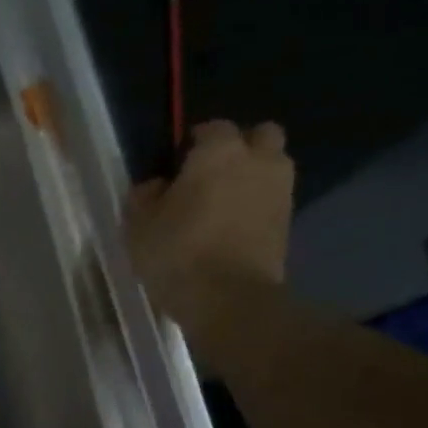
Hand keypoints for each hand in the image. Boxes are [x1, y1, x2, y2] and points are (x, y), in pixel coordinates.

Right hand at [126, 119, 292, 338]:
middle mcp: (258, 161)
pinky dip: (257, 207)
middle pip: (260, 136)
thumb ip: (144, 197)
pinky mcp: (288, 224)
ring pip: (272, 168)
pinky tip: (233, 228)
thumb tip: (156, 187)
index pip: (211, 128)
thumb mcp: (138, 226)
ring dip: (253, 177)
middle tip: (210, 176)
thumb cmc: (177, 253)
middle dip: (240, 148)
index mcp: (219, 152)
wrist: (229, 299)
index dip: (192, 144)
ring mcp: (280, 192)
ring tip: (223, 204)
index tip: (175, 166)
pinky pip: (272, 201)